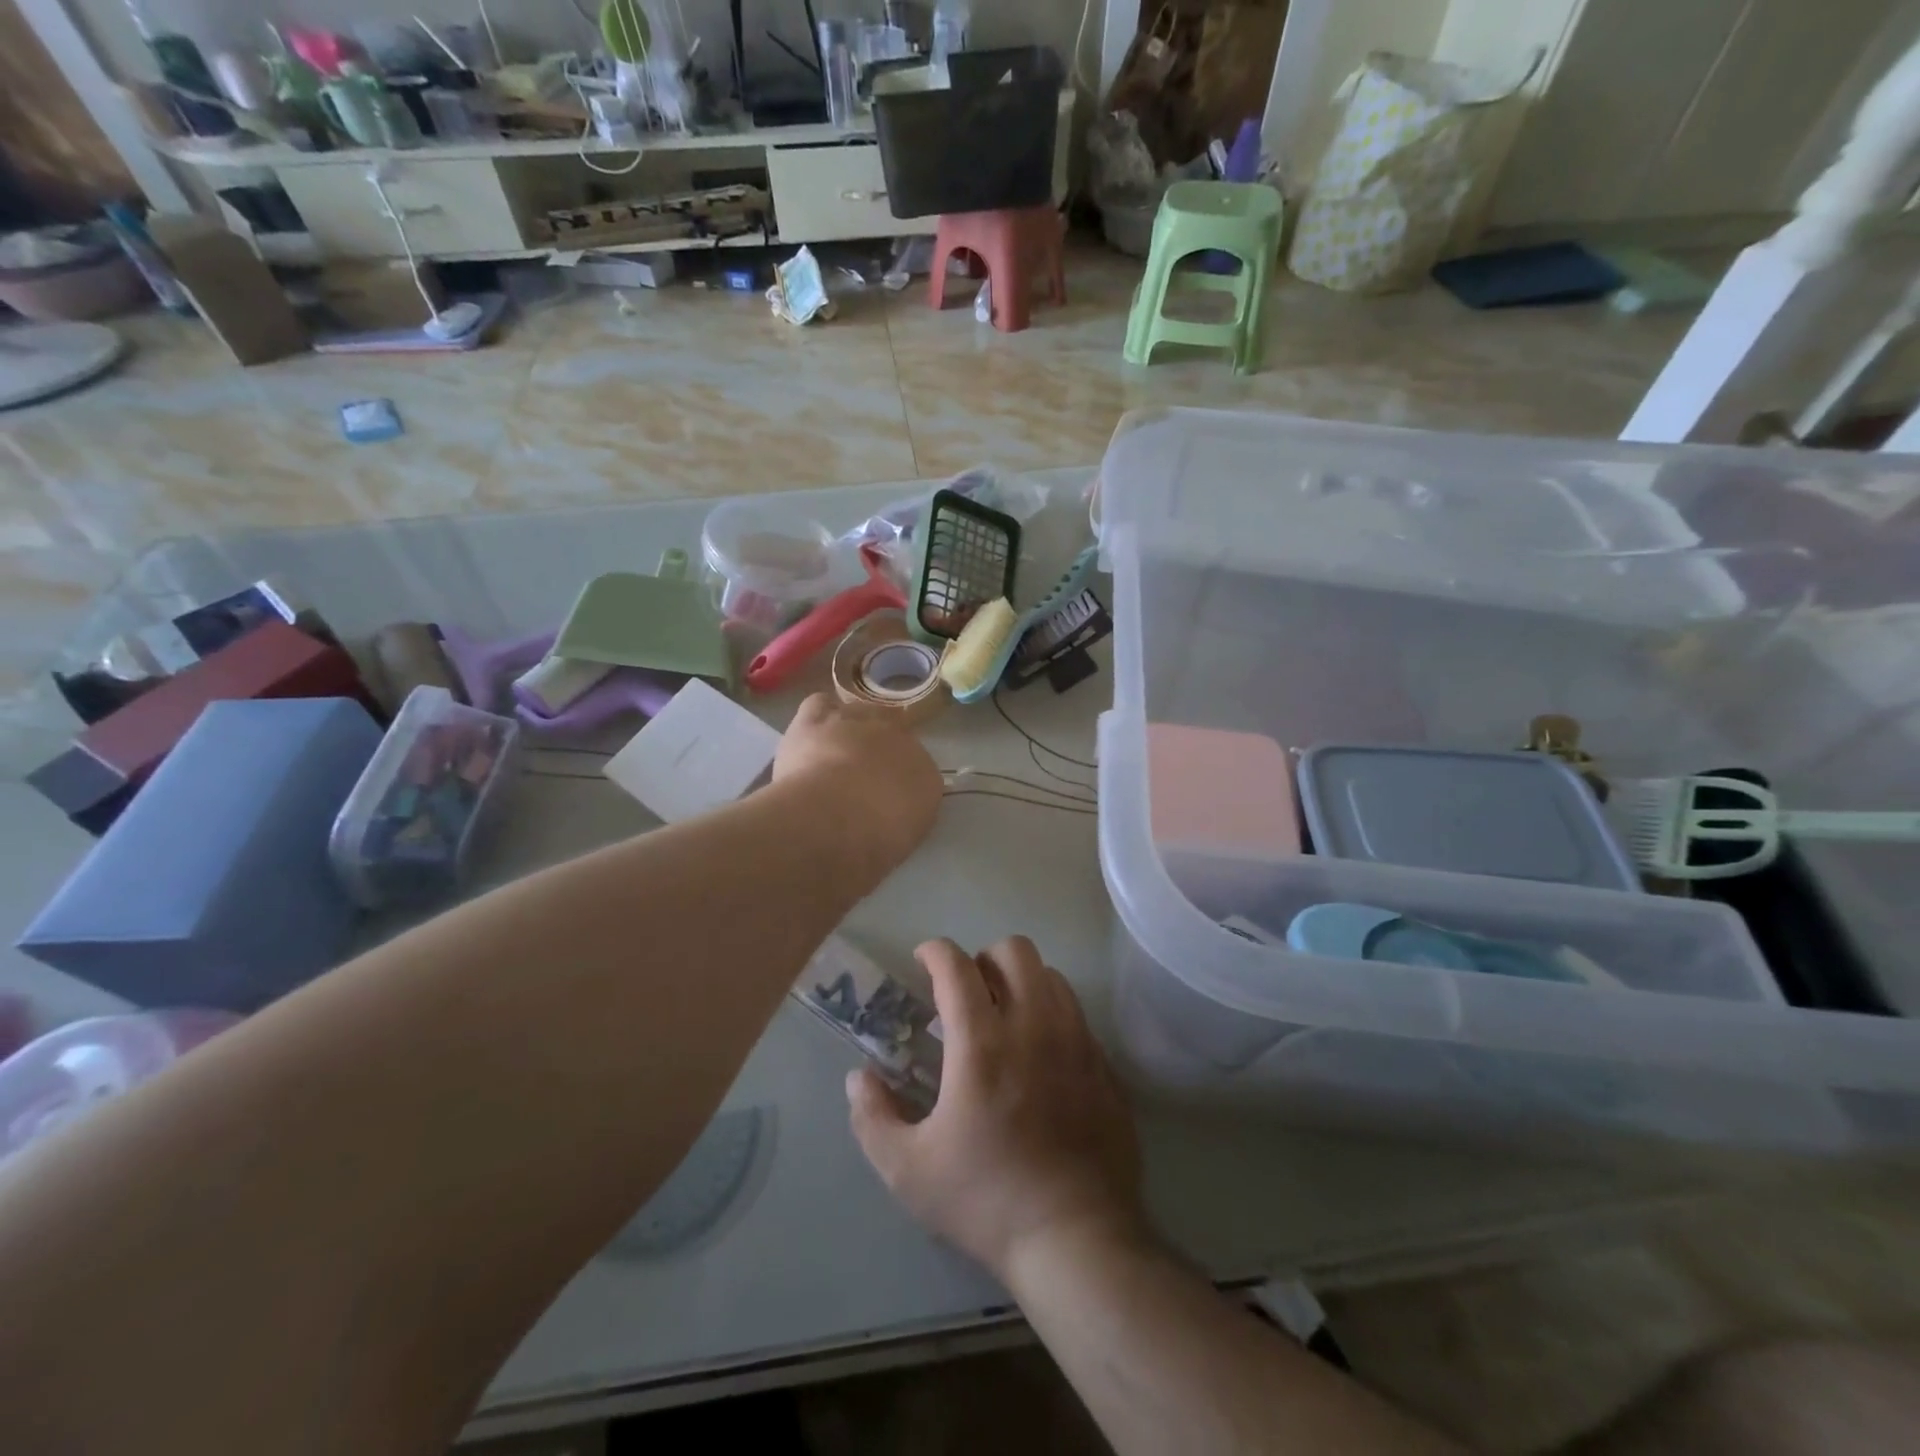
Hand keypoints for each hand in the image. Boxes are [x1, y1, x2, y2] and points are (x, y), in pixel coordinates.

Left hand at [773, 693, 942, 872]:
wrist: (841, 819)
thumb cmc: (875, 842)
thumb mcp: (901, 839)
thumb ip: (899, 817)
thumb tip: (888, 812)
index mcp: (926, 775)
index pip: (916, 767)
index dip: (896, 778)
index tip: (883, 794)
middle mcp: (901, 740)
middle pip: (890, 733)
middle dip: (876, 748)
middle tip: (856, 775)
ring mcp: (861, 722)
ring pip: (856, 714)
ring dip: (846, 730)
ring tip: (830, 754)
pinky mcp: (820, 718)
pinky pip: (820, 704)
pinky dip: (817, 715)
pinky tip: (810, 733)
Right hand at [846, 936, 1146, 1281]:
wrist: (1077, 1240)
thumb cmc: (986, 1200)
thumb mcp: (908, 1170)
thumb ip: (873, 1116)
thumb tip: (858, 1079)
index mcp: (981, 1043)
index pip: (957, 966)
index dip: (935, 951)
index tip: (923, 960)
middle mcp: (1033, 1025)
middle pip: (1014, 951)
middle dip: (983, 959)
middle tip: (966, 994)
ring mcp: (1076, 1041)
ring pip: (1051, 975)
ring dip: (1021, 982)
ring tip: (1005, 1018)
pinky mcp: (1103, 1064)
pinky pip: (1076, 1013)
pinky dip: (1052, 1014)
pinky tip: (1040, 1055)